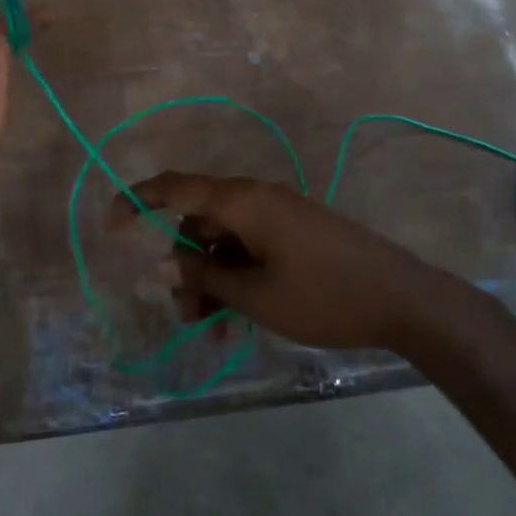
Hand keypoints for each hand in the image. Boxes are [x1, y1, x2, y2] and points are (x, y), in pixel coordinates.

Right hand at [111, 173, 460, 352]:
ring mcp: (278, 216)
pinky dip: (235, 278)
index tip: (111, 227)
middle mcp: (256, 199)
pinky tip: (233, 321)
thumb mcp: (255, 294)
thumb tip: (164, 262)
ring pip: (223, 240)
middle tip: (183, 312)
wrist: (403, 301)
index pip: (175, 187)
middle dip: (182, 264)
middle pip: (198, 221)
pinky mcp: (295, 234)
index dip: (136, 200)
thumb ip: (205, 275)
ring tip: (208, 328)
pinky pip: (249, 249)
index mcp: (243, 202)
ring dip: (209, 279)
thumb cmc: (323, 296)